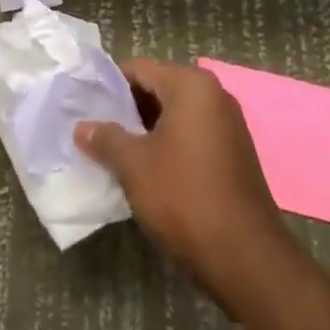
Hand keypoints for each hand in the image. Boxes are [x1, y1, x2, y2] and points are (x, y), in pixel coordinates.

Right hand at [75, 59, 289, 300]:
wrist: (248, 260)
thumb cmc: (185, 197)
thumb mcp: (135, 166)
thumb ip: (106, 139)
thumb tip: (81, 127)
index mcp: (191, 85)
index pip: (140, 69)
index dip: (110, 87)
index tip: (87, 108)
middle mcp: (214, 94)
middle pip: (159, 89)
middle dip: (129, 110)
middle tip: (99, 133)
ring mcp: (229, 125)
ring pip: (176, 115)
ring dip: (148, 131)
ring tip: (118, 154)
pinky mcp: (236, 153)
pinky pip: (193, 135)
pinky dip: (171, 146)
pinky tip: (151, 172)